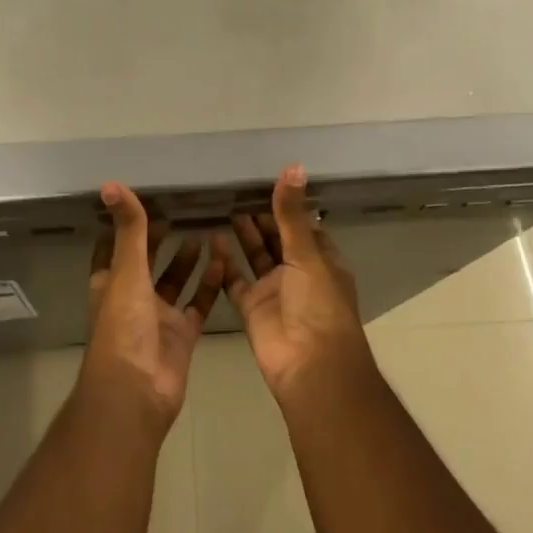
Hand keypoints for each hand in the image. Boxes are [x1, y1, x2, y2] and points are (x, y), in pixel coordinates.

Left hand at [81, 182, 225, 430]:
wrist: (137, 393)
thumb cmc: (123, 328)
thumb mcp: (126, 271)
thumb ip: (128, 229)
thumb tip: (110, 184)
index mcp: (110, 283)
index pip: (113, 247)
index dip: (123, 226)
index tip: (142, 200)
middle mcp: (133, 298)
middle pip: (147, 262)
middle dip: (160, 240)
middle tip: (182, 211)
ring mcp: (159, 318)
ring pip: (175, 281)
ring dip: (188, 259)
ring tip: (206, 231)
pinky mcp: (183, 335)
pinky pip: (199, 303)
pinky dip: (210, 285)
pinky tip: (223, 261)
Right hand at [225, 166, 372, 402]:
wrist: (310, 367)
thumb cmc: (318, 305)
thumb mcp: (307, 254)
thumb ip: (292, 213)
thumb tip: (293, 166)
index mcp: (321, 261)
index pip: (305, 228)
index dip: (288, 208)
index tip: (267, 183)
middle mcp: (298, 273)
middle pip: (277, 240)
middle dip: (262, 219)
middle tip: (237, 192)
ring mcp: (274, 291)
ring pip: (256, 257)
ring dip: (244, 236)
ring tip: (225, 208)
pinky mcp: (252, 308)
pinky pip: (235, 280)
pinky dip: (224, 263)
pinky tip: (212, 239)